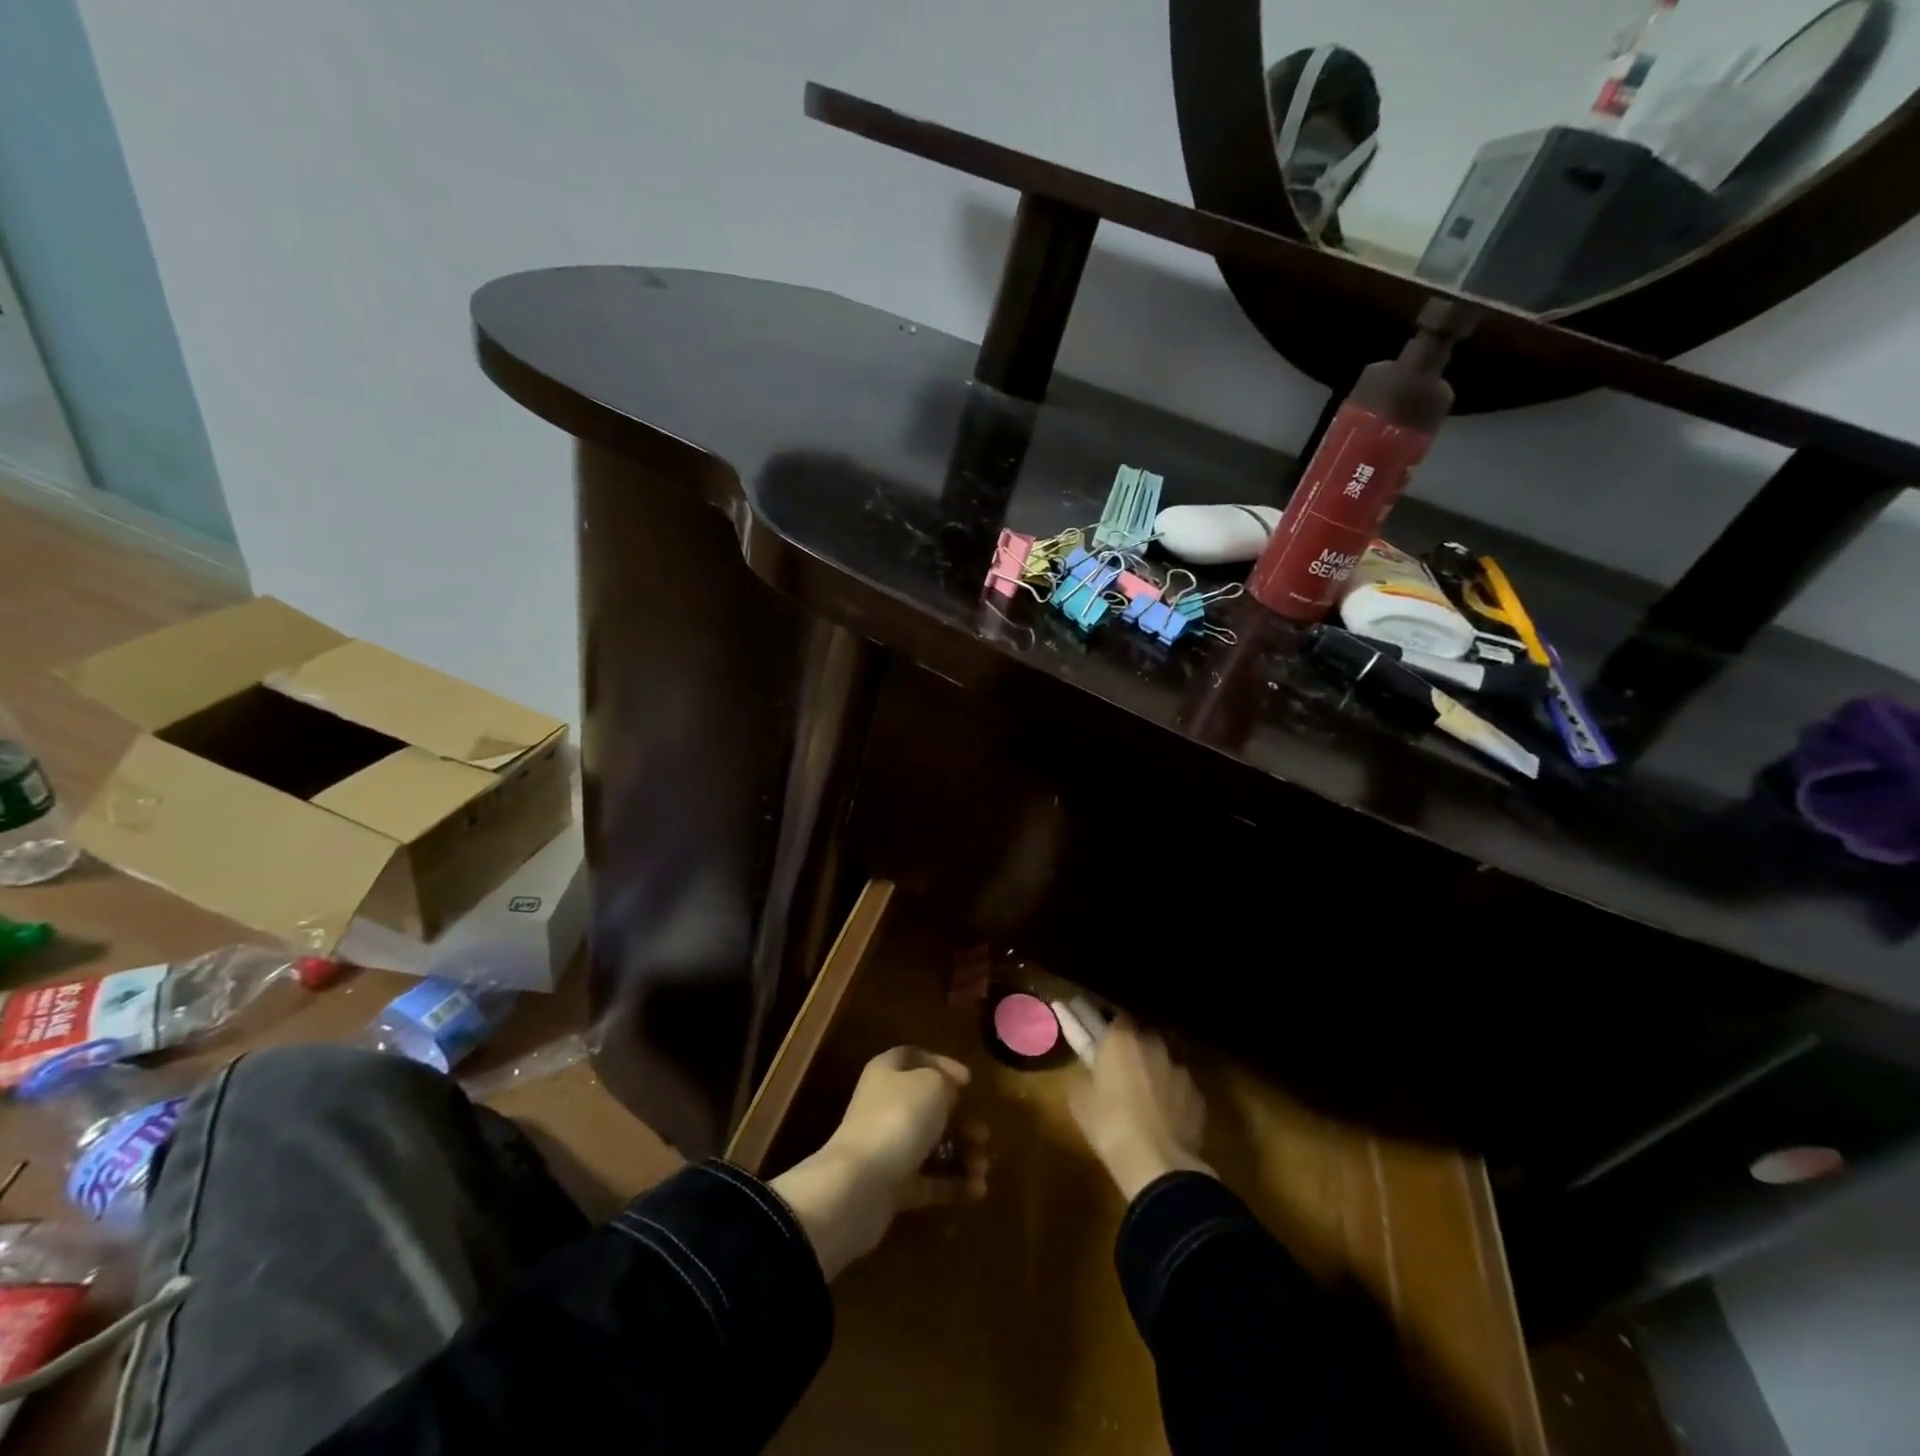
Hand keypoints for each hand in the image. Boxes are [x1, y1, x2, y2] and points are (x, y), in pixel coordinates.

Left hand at [769, 1047, 987, 1279]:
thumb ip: (945, 1082)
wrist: (860, 1185)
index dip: (942, 1064)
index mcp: (888, 1073)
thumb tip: (947, 1094)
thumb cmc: (899, 1119)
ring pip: (932, 1146)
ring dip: (962, 1155)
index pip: (914, 1058)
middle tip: (983, 1134)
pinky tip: (977, 1189)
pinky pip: (930, 1181)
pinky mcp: (893, 1187)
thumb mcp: (933, 1085)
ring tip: (982, 1167)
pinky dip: (954, 1183)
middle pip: (928, 1107)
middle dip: (960, 1121)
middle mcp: (885, 1106)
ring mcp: (888, 1148)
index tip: (968, 1082)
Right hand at [1069, 1016, 1213, 1200]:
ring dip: (1155, 1071)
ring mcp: (1180, 1069)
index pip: (1115, 1015)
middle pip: (1143, 1036)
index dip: (1108, 1025)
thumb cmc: (1110, 1125)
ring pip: (1164, 1061)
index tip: (1100, 1035)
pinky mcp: (1198, 1096)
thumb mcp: (1079, 1100)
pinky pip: (1180, 1088)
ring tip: (1146, 1096)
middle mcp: (1154, 1044)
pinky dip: (1173, 1096)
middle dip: (1134, 1048)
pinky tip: (1165, 1117)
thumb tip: (1090, 1071)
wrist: (1158, 1164)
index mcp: (1121, 1038)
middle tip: (1122, 1068)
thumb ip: (1084, 1074)